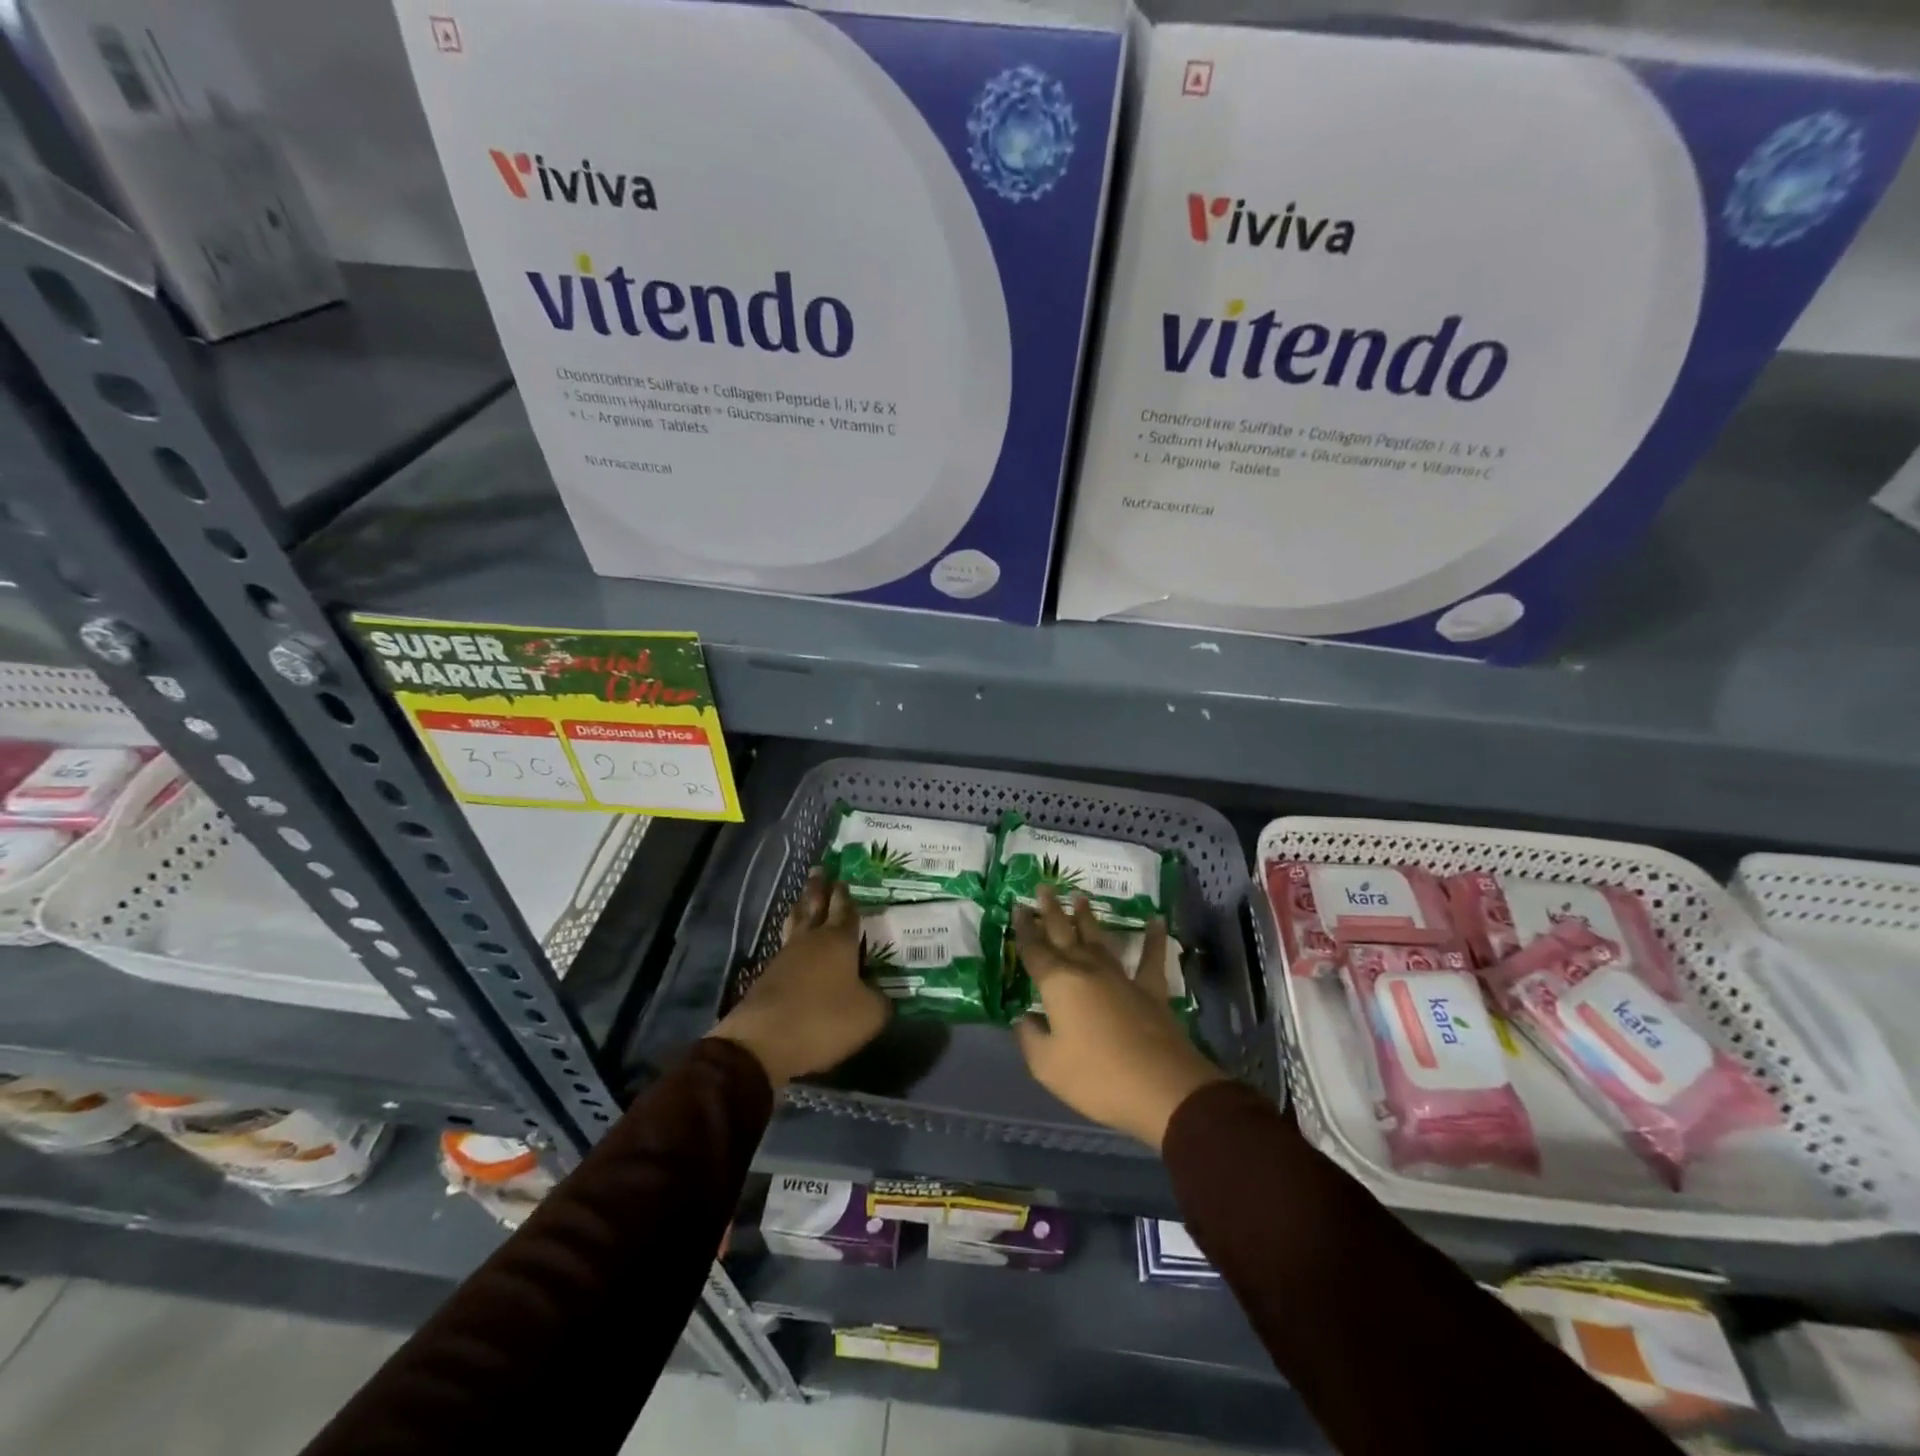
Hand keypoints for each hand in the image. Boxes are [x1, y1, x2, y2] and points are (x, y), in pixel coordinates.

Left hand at [709, 869, 889, 1088]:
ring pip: (795, 923)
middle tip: (819, 869)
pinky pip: (785, 947)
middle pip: (814, 906)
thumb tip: (880, 996)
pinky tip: (795, 943)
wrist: (762, 1043)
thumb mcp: (868, 1015)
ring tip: (803, 898)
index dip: (845, 895)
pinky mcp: (768, 977)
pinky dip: (792, 939)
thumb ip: (880, 1001)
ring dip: (801, 908)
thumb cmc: (823, 1020)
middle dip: (818, 888)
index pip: (845, 910)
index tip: (843, 878)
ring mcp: (785, 957)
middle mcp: (811, 940)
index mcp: (838, 941)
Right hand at [1013, 886, 1227, 1149]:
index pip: (1035, 951)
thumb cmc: (1097, 1078)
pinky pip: (1151, 959)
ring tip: (1079, 896)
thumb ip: (1030, 1039)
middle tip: (1044, 886)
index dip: (1024, 930)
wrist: (1161, 1088)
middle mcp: (1087, 970)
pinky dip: (1154, 939)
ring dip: (1088, 918)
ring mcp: (1121, 977)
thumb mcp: (1047, 1066)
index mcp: (1058, 984)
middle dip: (1051, 911)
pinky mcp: (1151, 990)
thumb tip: (1024, 1019)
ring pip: (1100, 939)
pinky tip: (1156, 920)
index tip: (1018, 907)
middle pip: (1064, 934)